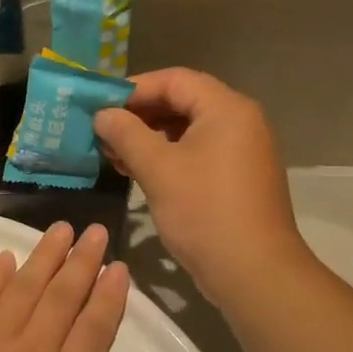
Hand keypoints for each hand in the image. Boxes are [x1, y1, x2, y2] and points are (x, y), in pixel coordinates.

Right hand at [94, 70, 306, 305]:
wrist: (253, 272)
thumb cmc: (204, 212)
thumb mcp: (158, 169)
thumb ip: (126, 134)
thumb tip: (103, 114)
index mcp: (226, 108)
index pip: (174, 79)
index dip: (133, 88)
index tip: (99, 105)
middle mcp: (240, 121)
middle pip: (183, 101)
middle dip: (140, 114)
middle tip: (104, 131)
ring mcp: (242, 150)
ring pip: (189, 130)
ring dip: (150, 137)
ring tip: (115, 154)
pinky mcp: (238, 177)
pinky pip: (199, 152)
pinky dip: (168, 156)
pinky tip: (139, 172)